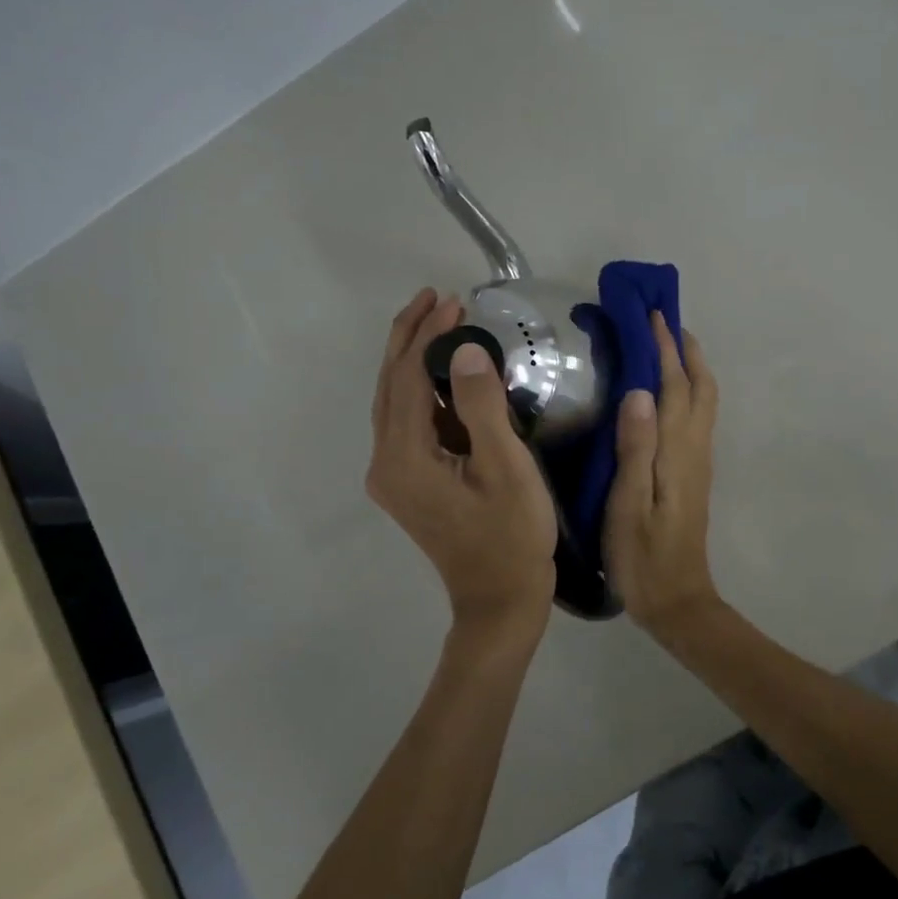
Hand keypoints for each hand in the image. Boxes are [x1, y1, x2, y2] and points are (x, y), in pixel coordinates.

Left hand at [366, 289, 557, 638]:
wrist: (499, 600)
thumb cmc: (511, 536)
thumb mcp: (505, 468)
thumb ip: (482, 406)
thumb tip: (463, 349)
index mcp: (404, 458)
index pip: (407, 378)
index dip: (427, 335)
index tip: (454, 301)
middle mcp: (386, 463)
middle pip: (390, 385)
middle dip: (409, 338)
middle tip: (436, 298)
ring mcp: (393, 476)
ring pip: (395, 403)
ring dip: (414, 361)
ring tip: (439, 324)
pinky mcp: (407, 484)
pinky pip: (408, 424)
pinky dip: (423, 392)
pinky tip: (445, 376)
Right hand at [605, 312, 722, 636]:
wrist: (677, 600)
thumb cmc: (643, 556)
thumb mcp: (628, 505)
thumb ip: (636, 449)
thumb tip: (640, 392)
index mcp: (677, 452)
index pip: (674, 387)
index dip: (665, 349)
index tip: (652, 314)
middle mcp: (694, 449)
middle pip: (699, 387)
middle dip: (685, 349)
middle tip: (663, 318)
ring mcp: (697, 462)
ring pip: (703, 401)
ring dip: (690, 366)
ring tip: (668, 343)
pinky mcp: (693, 474)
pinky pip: (696, 417)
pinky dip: (687, 390)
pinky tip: (668, 392)